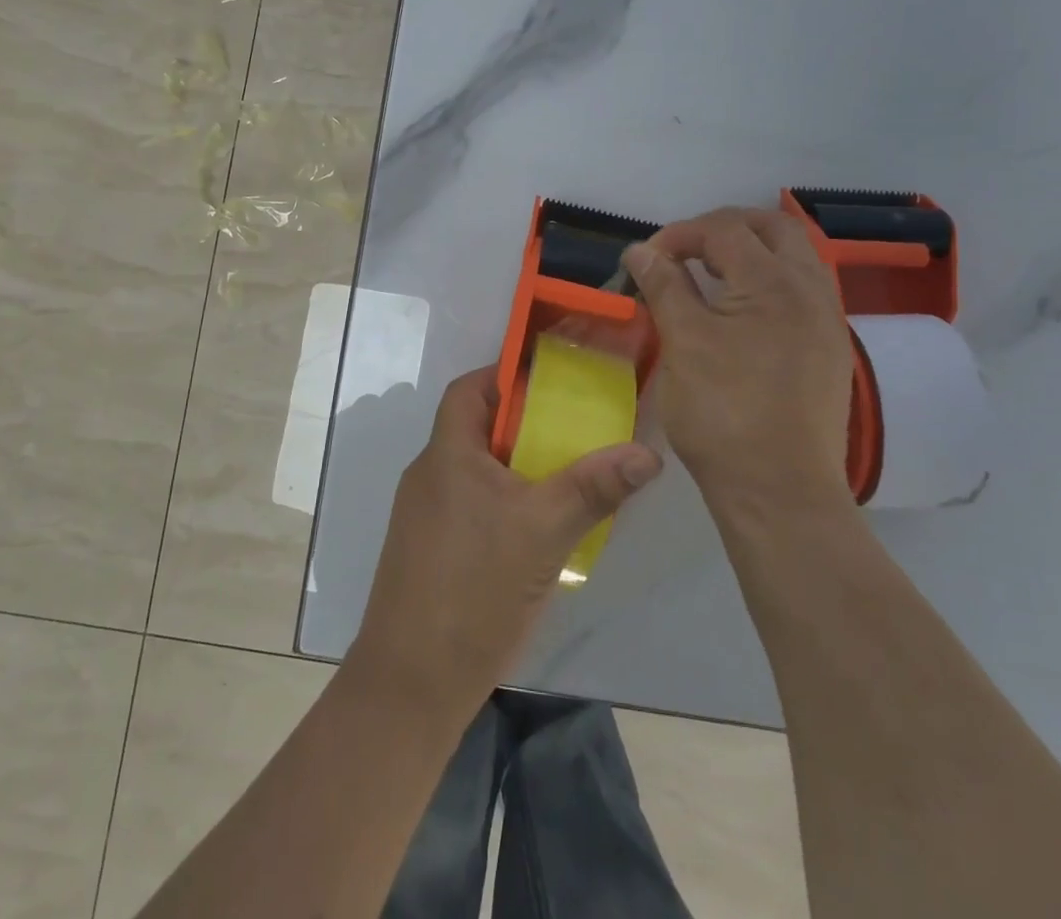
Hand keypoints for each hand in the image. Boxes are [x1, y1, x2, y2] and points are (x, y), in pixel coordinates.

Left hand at [348, 366, 661, 715]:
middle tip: (575, 431)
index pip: (470, 389)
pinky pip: (472, 506)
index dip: (506, 376)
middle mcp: (430, 475)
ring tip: (567, 478)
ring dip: (518, 469)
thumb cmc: (473, 588)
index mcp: (447, 453)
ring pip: (478, 472)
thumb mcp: (543, 532)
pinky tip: (539, 532)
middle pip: (478, 429)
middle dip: (524, 425)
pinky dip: (505, 504)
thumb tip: (648, 453)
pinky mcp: (430, 551)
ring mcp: (426, 516)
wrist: (411, 684)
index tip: (552, 382)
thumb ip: (594, 487)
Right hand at [621, 206, 853, 517]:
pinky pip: (803, 289)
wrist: (780, 491)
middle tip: (685, 250)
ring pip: (795, 256)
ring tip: (711, 274)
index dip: (680, 234)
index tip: (646, 259)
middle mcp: (811, 289)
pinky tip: (742, 309)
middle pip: (773, 228)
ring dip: (752, 251)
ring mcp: (827, 320)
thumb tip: (641, 251)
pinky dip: (769, 280)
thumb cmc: (724, 413)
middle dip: (724, 228)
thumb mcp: (683, 343)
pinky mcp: (830, 348)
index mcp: (774, 282)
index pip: (725, 230)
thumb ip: (665, 287)